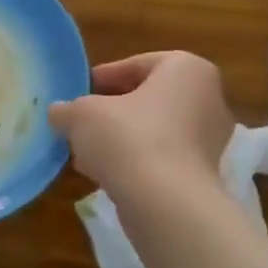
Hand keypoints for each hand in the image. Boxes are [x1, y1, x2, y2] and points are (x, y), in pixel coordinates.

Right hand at [48, 51, 232, 197]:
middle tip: (79, 122)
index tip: (78, 93)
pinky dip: (134, 162)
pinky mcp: (202, 174)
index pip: (137, 65)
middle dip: (111, 111)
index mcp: (186, 69)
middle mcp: (207, 98)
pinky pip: (161, 158)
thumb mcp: (82, 114)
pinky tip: (103, 174)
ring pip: (153, 130)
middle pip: (147, 99)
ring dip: (119, 139)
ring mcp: (209, 139)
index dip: (102, 78)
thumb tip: (58, 112)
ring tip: (85, 152)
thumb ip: (67, 109)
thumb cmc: (127, 138)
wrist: (164, 202)